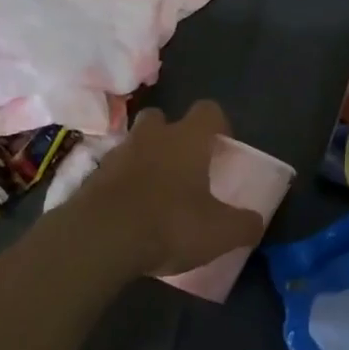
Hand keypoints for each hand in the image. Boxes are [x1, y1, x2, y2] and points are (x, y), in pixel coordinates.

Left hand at [69, 101, 264, 277]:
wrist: (100, 238)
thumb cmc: (170, 224)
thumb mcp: (220, 232)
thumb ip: (243, 224)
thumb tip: (256, 222)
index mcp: (188, 139)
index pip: (208, 110)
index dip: (218, 124)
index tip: (222, 147)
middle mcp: (152, 136)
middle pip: (162, 118)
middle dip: (172, 134)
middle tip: (183, 163)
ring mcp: (118, 154)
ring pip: (135, 144)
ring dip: (145, 159)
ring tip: (156, 191)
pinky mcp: (92, 177)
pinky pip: (114, 171)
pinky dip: (124, 184)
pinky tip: (131, 211)